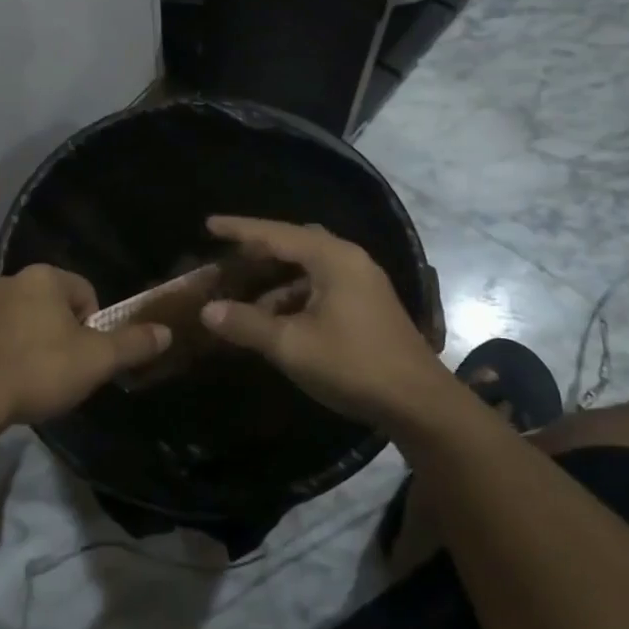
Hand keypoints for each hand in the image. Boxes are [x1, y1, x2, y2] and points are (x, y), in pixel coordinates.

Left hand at [0, 265, 170, 424]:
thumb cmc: (39, 368)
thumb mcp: (96, 360)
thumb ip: (133, 344)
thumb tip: (166, 332)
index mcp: (43, 278)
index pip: (85, 292)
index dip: (94, 326)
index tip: (86, 357)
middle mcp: (9, 282)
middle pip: (52, 307)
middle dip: (61, 336)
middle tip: (64, 372)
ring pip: (21, 323)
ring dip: (32, 345)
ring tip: (34, 382)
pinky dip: (2, 358)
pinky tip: (4, 386)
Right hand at [199, 216, 449, 427]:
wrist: (420, 404)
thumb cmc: (353, 365)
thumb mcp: (292, 345)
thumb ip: (247, 324)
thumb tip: (208, 311)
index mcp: (332, 258)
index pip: (276, 234)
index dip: (240, 229)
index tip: (209, 224)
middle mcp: (349, 260)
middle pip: (295, 243)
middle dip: (259, 250)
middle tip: (227, 257)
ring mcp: (362, 282)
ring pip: (308, 266)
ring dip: (276, 278)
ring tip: (244, 292)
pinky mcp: (367, 304)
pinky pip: (321, 284)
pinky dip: (294, 293)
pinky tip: (276, 317)